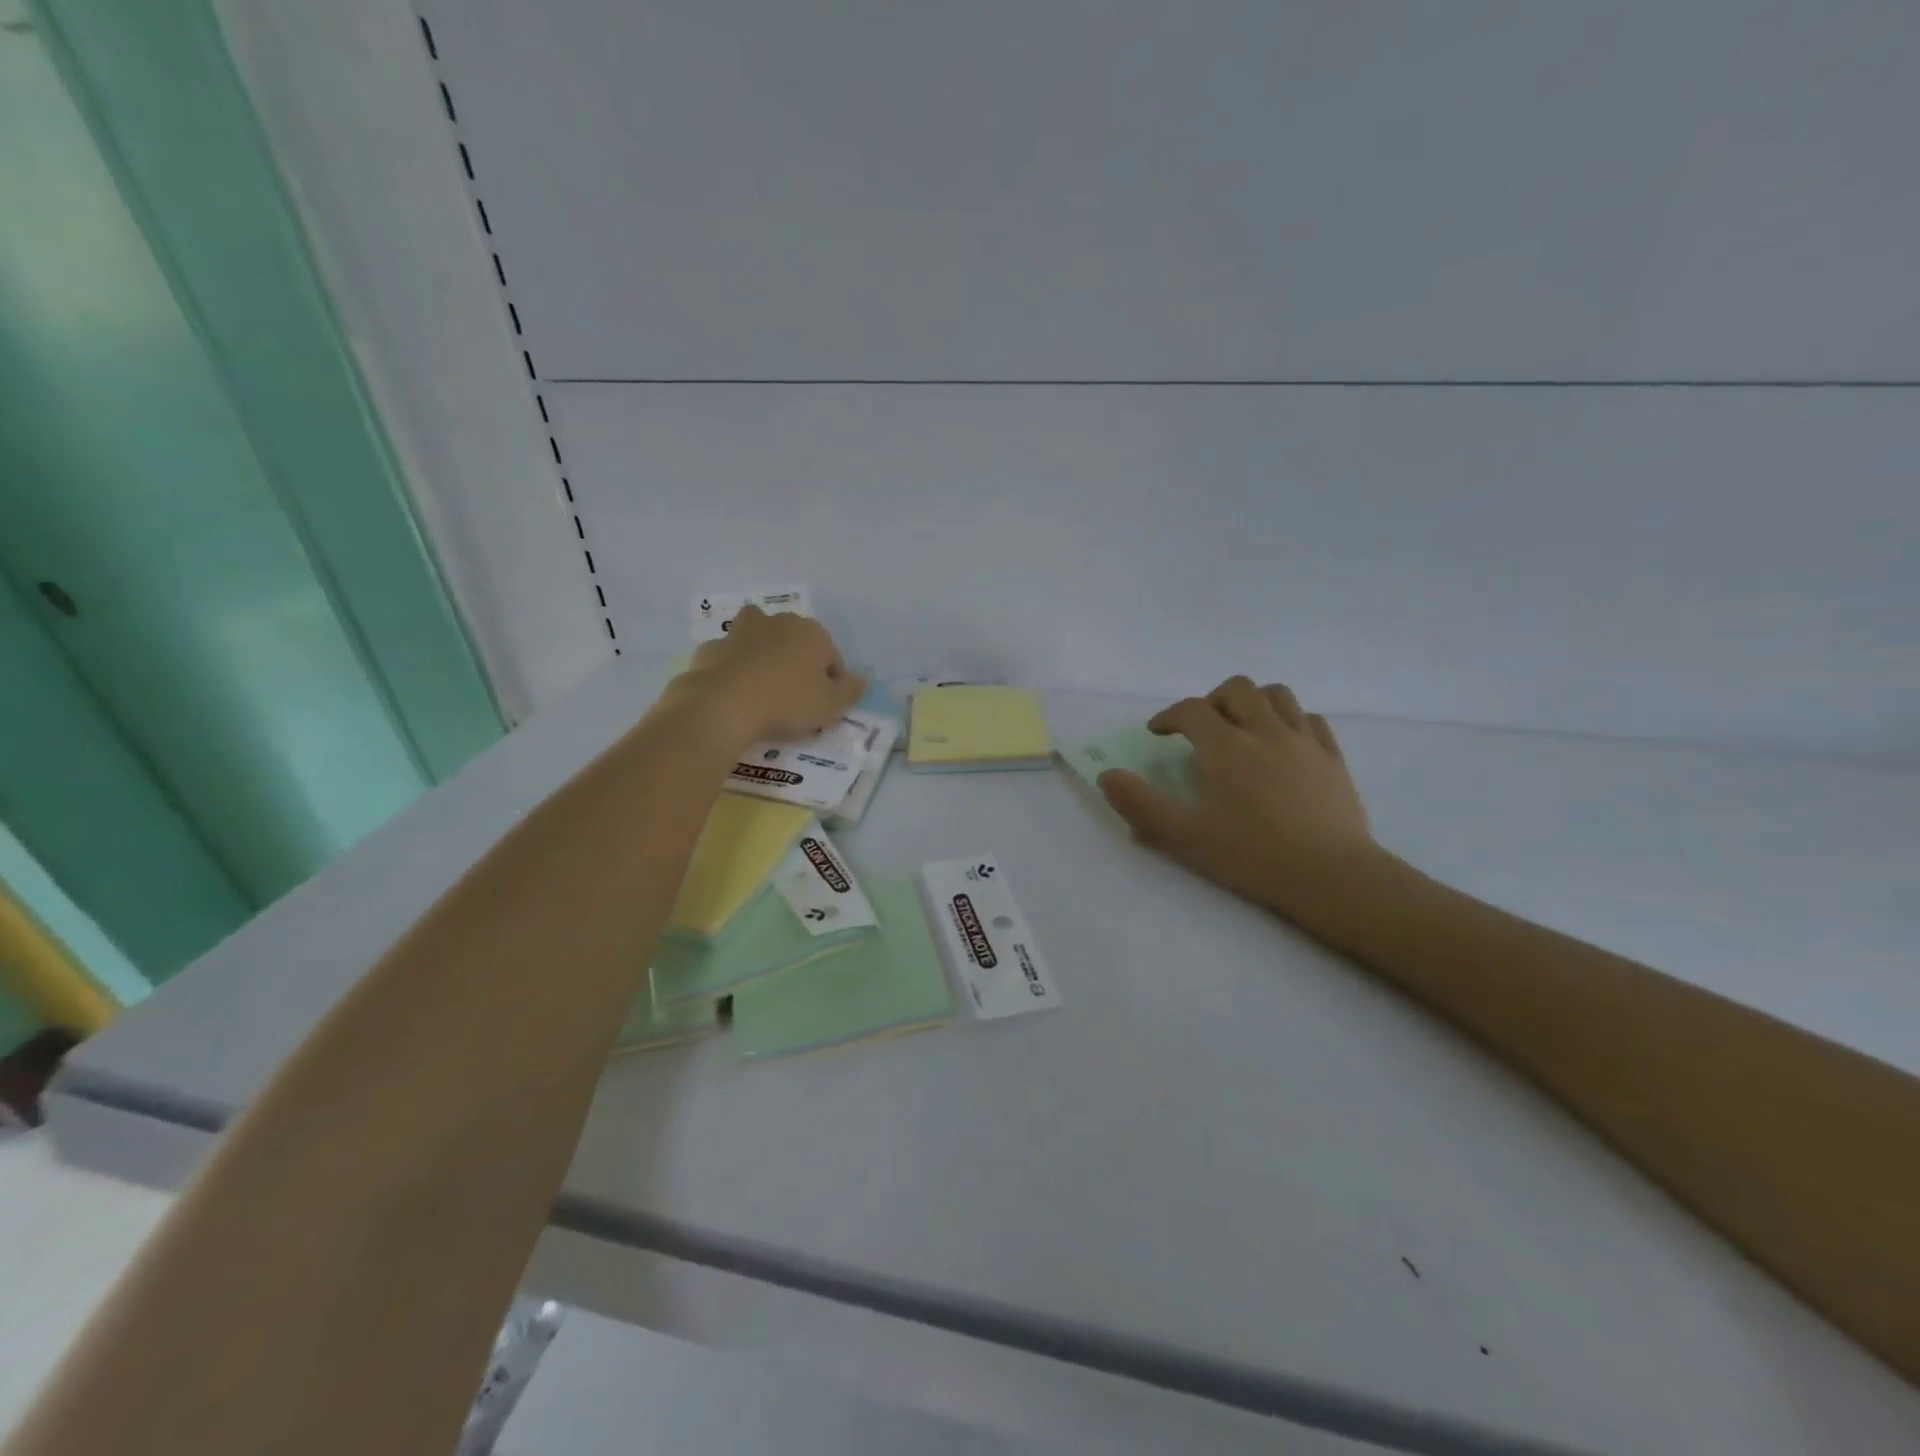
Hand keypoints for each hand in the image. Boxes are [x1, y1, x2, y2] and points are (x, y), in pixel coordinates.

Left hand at [675, 606, 864, 745]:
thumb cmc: (787, 702)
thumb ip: (850, 690)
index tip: (822, 705)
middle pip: (795, 641)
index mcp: (812, 633)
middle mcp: (777, 622)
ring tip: (762, 685)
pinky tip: (733, 691)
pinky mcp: (712, 648)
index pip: (831, 656)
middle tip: (794, 696)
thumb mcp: (831, 705)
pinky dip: (733, 667)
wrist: (723, 705)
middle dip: (797, 661)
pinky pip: (729, 657)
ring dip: (762, 653)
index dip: (830, 681)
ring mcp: (740, 632)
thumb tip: (860, 679)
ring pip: (758, 638)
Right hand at [1098, 676, 1379, 918]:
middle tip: (1201, 728)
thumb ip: (1140, 804)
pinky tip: (1283, 741)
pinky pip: (1311, 720)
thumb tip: (1106, 776)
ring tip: (1242, 726)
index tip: (1157, 733)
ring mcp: (1304, 742)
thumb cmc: (1252, 856)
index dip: (1168, 716)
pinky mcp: (1332, 759)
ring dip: (1253, 701)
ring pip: (1278, 695)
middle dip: (1211, 700)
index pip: (1191, 710)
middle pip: (1237, 689)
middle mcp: (1265, 732)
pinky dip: (1290, 720)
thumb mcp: (1185, 836)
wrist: (1330, 876)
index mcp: (1226, 747)